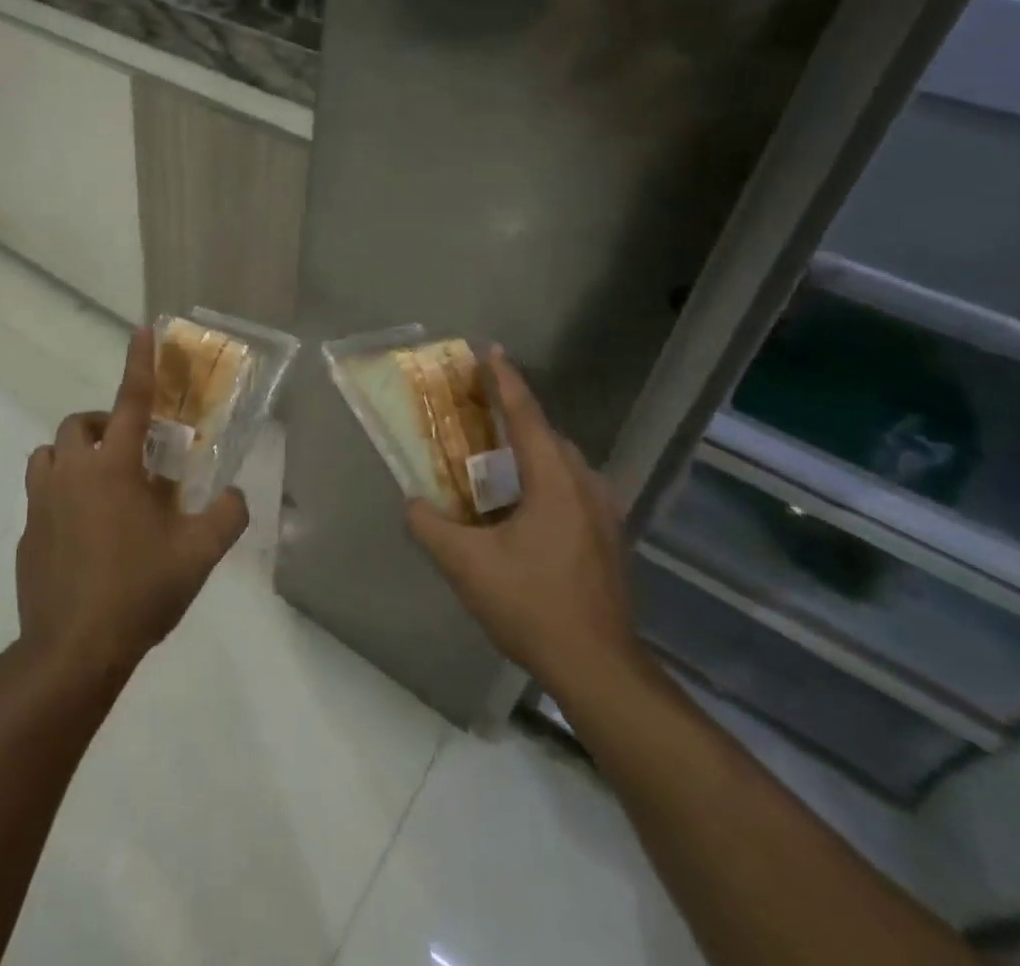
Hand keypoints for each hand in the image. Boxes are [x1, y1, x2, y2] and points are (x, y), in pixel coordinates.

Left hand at [16, 327, 248, 683]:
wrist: (73, 650)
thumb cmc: (139, 592)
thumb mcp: (198, 555)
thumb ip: (227, 516)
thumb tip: (238, 495)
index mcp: (115, 468)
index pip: (131, 401)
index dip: (140, 363)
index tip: (142, 330)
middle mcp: (73, 473)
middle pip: (80, 424)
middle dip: (104, 425)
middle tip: (130, 454)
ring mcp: (42, 502)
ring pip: (50, 454)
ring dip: (74, 455)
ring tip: (101, 485)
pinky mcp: (27, 533)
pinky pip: (41, 494)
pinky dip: (61, 494)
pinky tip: (83, 531)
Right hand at [406, 347, 641, 700]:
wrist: (599, 669)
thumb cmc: (532, 606)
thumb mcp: (467, 566)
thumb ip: (430, 527)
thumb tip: (411, 502)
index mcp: (554, 481)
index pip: (526, 416)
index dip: (506, 381)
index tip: (491, 351)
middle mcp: (586, 486)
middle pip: (548, 436)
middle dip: (515, 417)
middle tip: (479, 412)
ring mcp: (604, 514)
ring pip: (564, 464)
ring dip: (531, 451)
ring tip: (496, 459)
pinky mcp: (609, 539)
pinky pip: (573, 488)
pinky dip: (545, 479)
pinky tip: (523, 507)